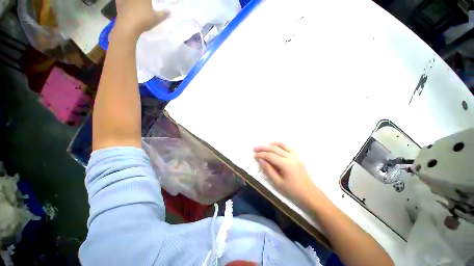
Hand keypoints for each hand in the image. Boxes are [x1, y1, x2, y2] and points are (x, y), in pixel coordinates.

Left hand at [114, 0, 168, 38]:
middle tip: (146, 4)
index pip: (150, 0)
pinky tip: (124, 3)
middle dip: (144, 1)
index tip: (152, 4)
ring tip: (135, 4)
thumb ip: (163, 14)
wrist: (127, 26)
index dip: (152, 2)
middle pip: (141, 0)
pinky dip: (122, 1)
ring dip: (132, 2)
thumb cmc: (143, 20)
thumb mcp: (157, 18)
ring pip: (130, 0)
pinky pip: (120, 0)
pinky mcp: (119, 3)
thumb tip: (169, 11)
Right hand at [254, 142, 325, 204]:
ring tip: (263, 146)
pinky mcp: (298, 156)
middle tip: (254, 149)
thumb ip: (268, 170)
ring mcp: (295, 155)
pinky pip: (287, 146)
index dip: (261, 155)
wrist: (309, 193)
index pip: (270, 156)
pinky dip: (279, 145)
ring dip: (271, 144)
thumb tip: (261, 160)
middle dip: (263, 148)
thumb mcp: (278, 183)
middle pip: (274, 148)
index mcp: (286, 164)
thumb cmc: (292, 191)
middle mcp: (291, 157)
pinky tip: (274, 146)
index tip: (254, 155)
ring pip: (281, 145)